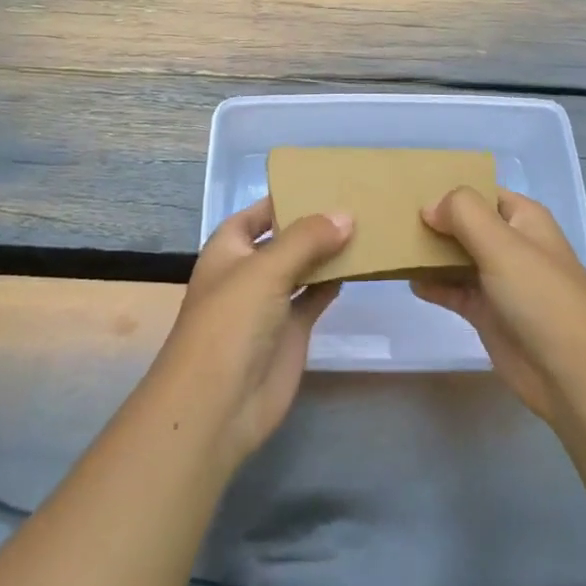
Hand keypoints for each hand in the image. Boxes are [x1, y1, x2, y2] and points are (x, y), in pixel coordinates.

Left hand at [149, 199, 352, 470]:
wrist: (217, 405)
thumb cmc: (230, 322)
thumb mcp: (266, 269)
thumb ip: (307, 239)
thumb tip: (346, 215)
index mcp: (230, 247)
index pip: (259, 212)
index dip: (286, 197)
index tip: (325, 180)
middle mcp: (250, 270)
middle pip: (286, 238)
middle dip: (315, 222)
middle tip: (358, 199)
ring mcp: (271, 302)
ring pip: (304, 267)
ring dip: (329, 251)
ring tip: (368, 225)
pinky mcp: (291, 331)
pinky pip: (316, 297)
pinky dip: (335, 282)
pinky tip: (361, 265)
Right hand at [411, 187, 585, 423]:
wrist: (571, 374)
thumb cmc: (540, 296)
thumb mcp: (502, 243)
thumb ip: (463, 213)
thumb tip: (429, 207)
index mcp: (523, 219)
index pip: (482, 191)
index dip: (451, 189)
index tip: (411, 188)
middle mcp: (511, 245)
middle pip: (466, 224)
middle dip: (434, 220)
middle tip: (391, 216)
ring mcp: (499, 281)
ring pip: (457, 257)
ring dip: (429, 253)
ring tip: (392, 244)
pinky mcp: (487, 314)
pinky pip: (454, 290)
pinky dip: (433, 285)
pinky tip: (409, 281)